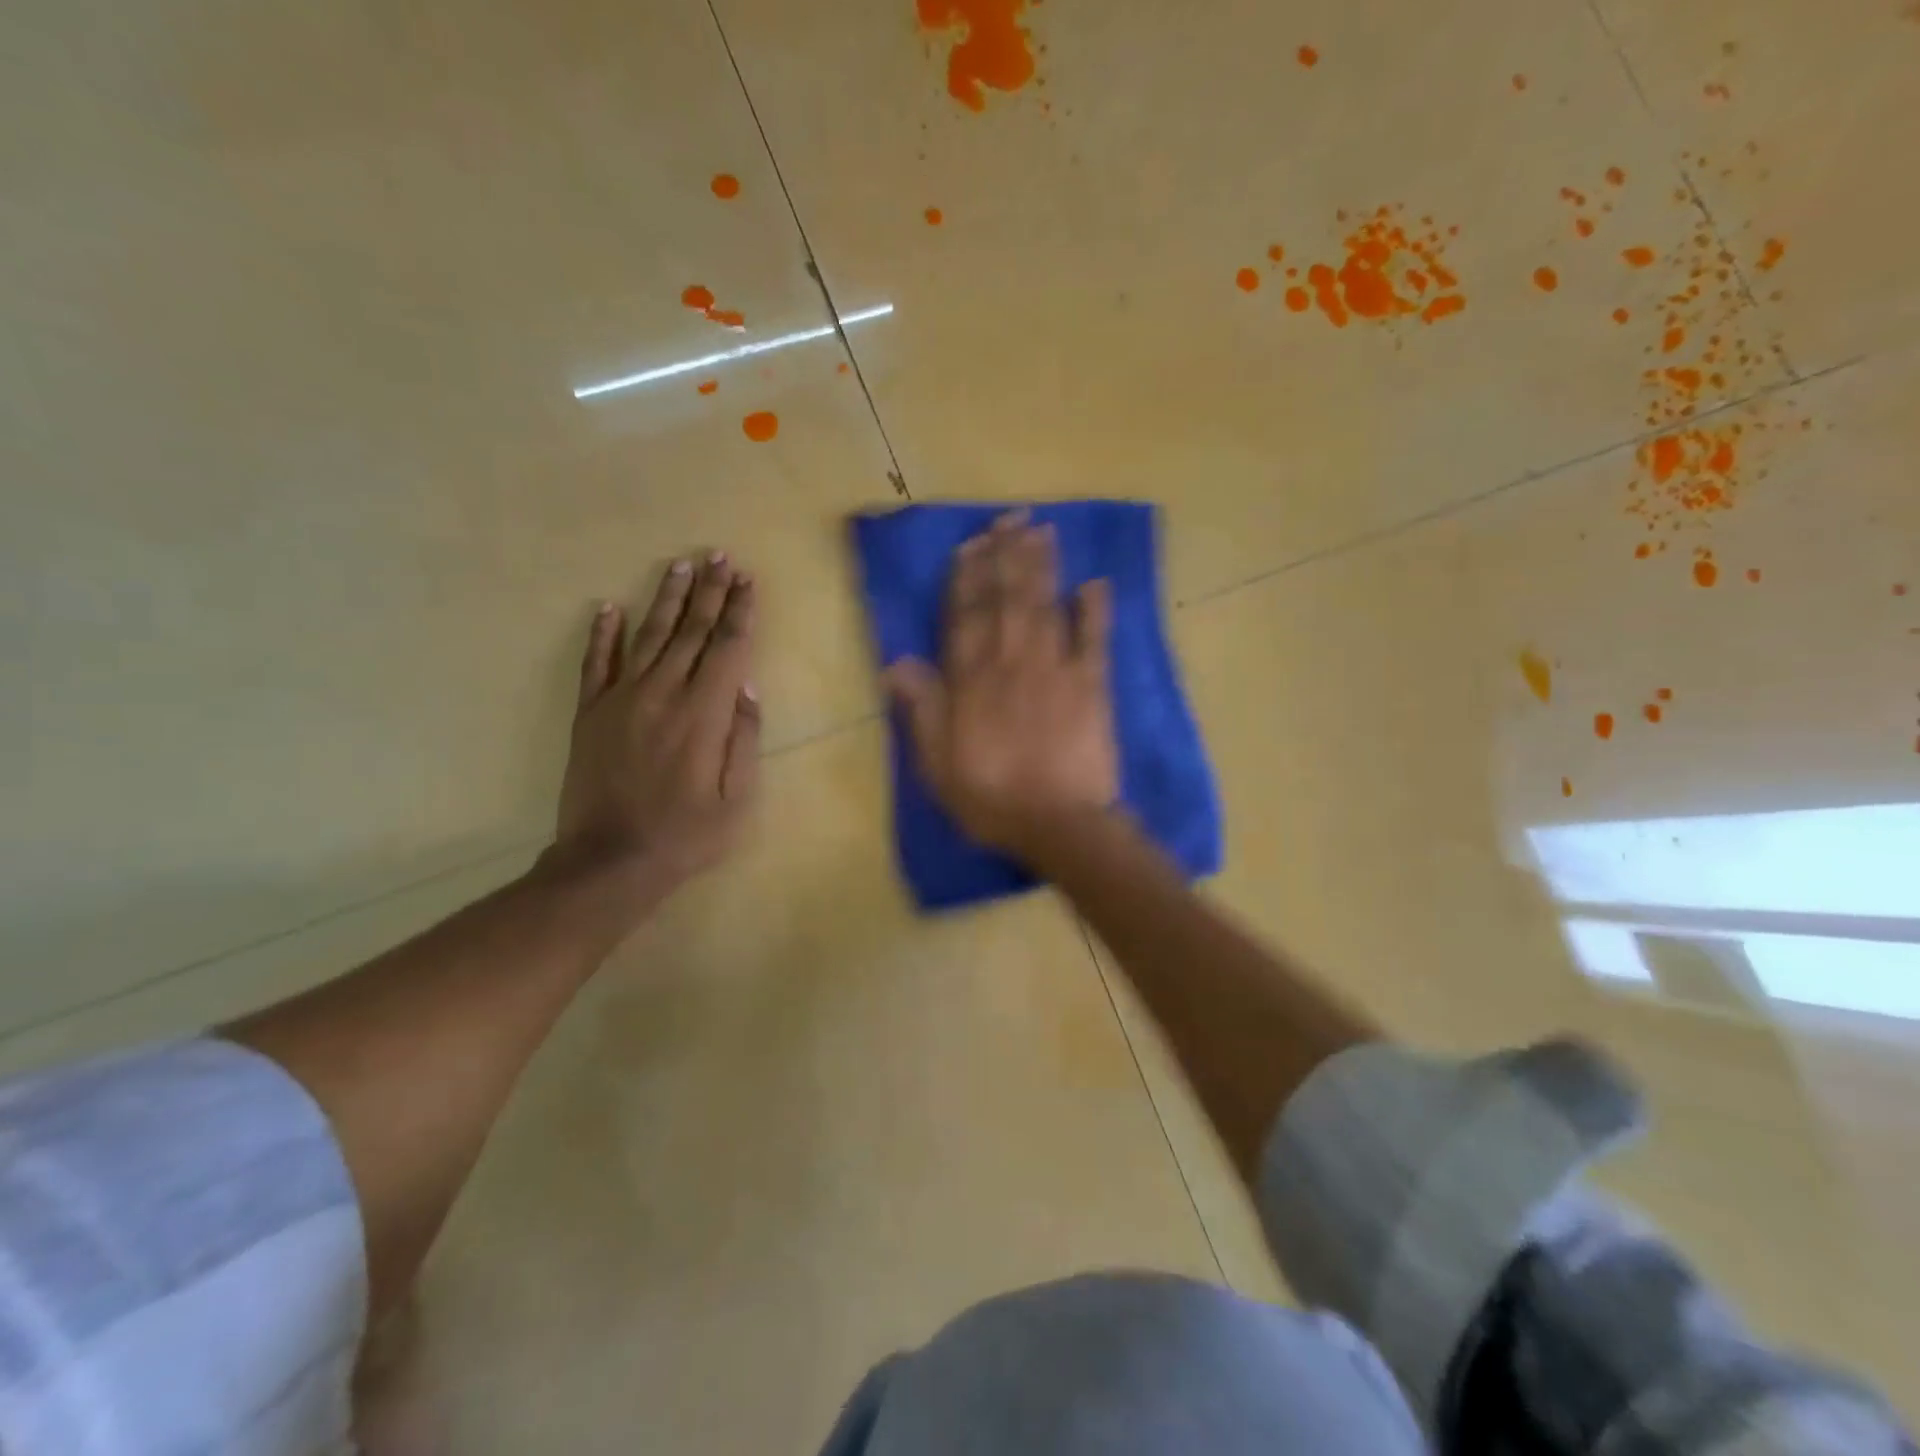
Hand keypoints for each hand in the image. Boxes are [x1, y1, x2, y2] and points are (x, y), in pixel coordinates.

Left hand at [553, 553, 760, 904]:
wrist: (609, 861)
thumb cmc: (686, 835)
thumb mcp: (737, 798)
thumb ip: (744, 738)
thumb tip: (746, 688)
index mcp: (704, 714)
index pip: (727, 647)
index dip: (739, 612)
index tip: (747, 581)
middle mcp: (663, 694)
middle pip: (691, 631)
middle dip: (709, 592)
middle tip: (719, 556)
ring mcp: (621, 699)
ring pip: (648, 636)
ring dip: (666, 599)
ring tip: (680, 565)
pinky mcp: (590, 713)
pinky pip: (596, 663)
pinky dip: (603, 634)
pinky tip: (608, 607)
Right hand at [885, 511, 1117, 861]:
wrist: (1059, 825)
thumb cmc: (991, 799)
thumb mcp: (937, 764)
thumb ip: (921, 709)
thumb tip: (896, 661)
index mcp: (972, 682)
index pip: (966, 618)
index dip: (968, 578)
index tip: (971, 544)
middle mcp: (1011, 663)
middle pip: (1007, 600)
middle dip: (1006, 556)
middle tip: (1010, 518)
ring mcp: (1055, 670)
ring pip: (1045, 607)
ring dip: (1042, 567)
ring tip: (1041, 530)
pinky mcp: (1092, 686)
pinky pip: (1094, 640)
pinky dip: (1095, 610)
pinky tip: (1095, 582)